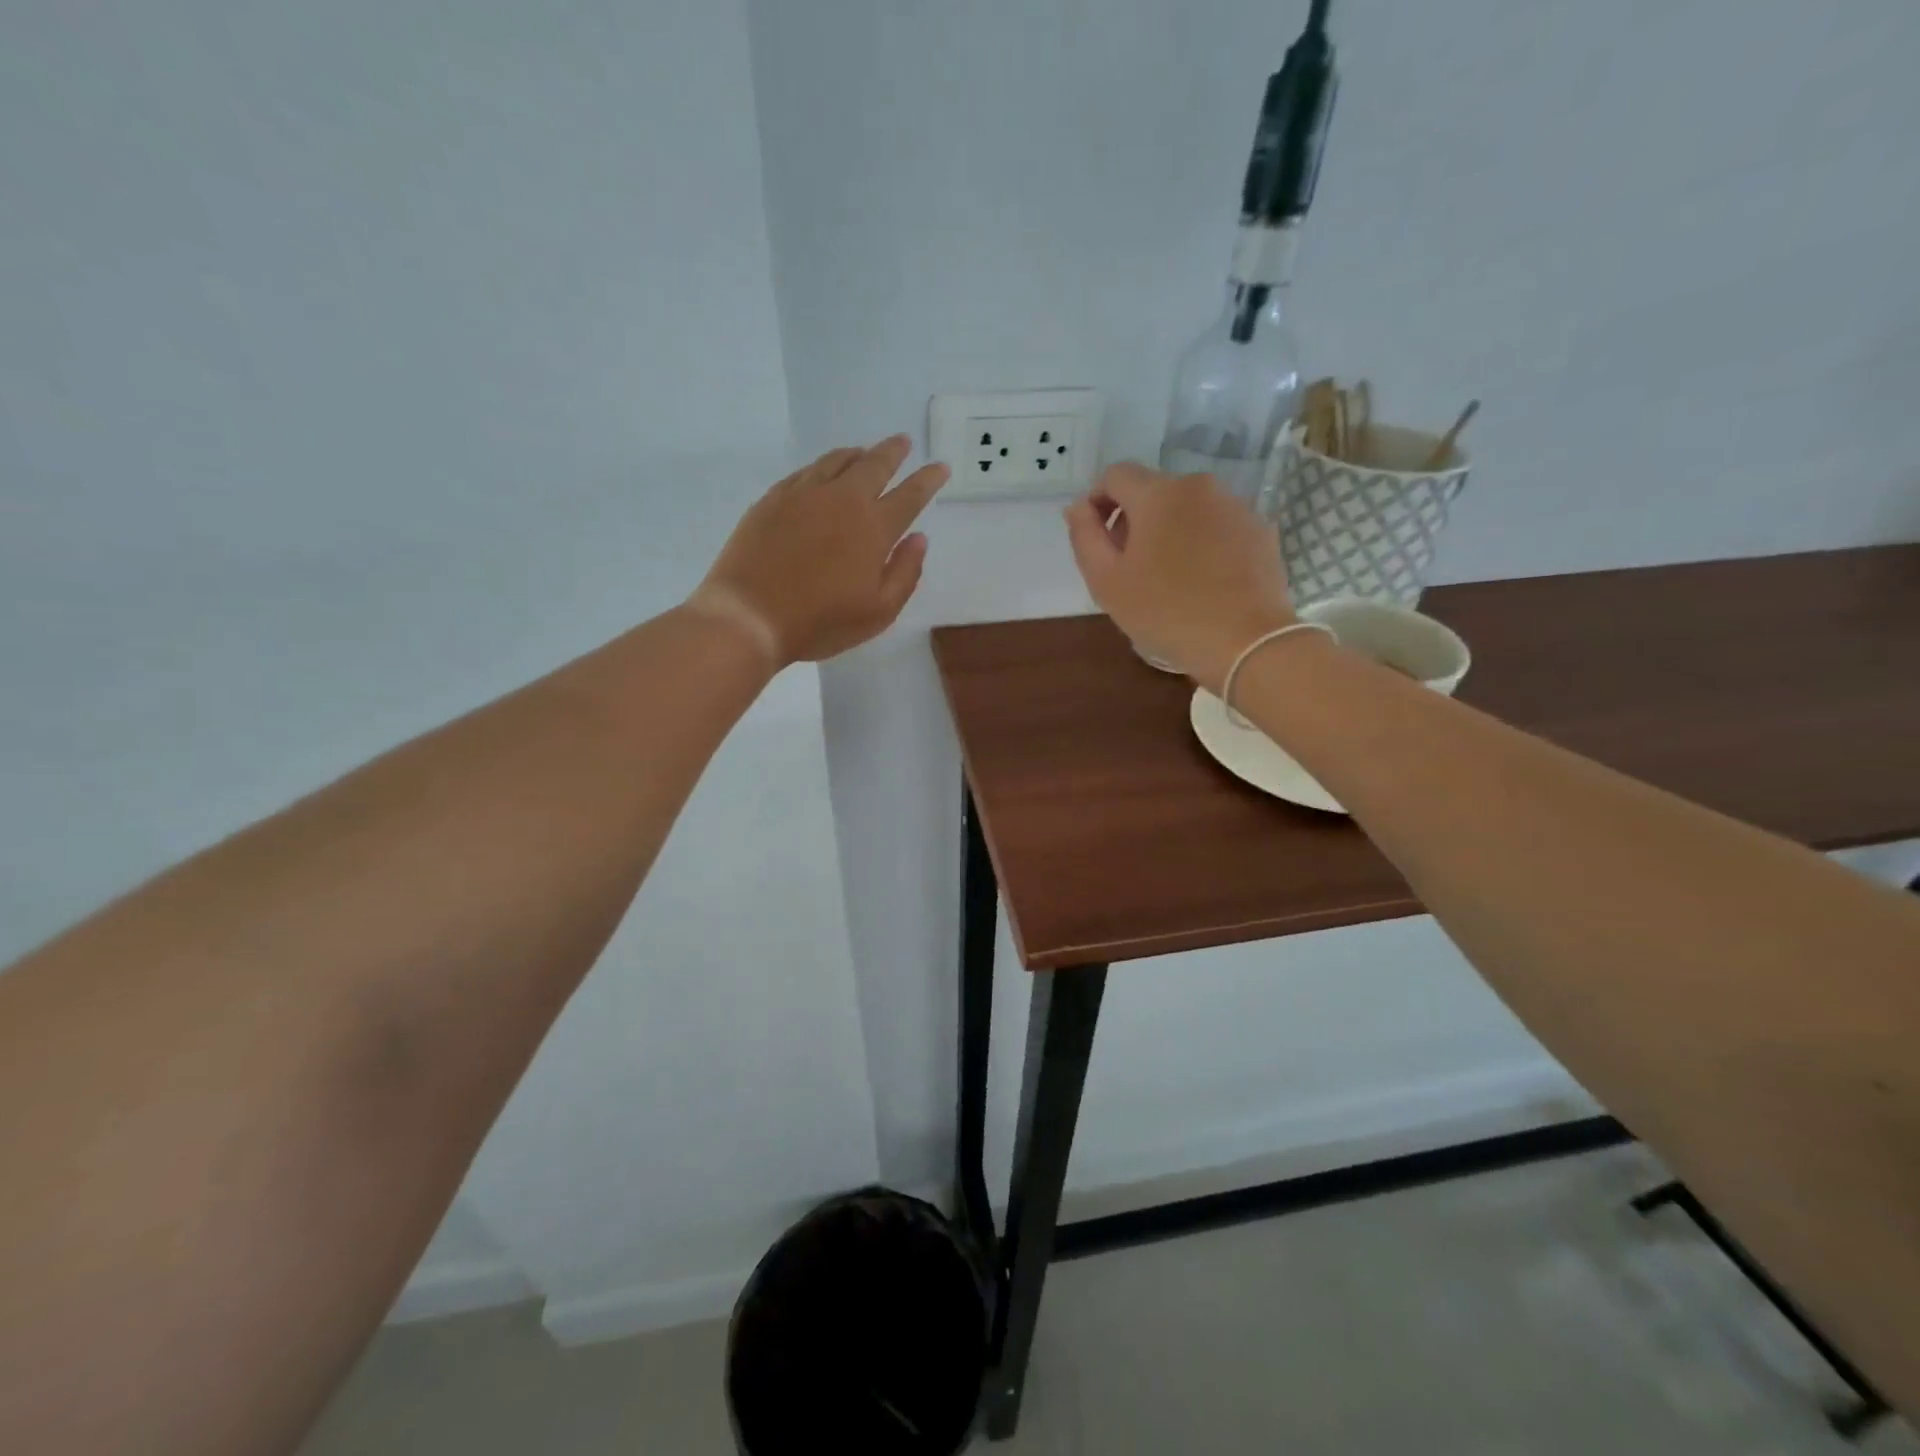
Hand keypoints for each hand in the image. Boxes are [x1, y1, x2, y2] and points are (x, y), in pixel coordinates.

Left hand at [690, 436, 948, 666]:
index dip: (928, 480)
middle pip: (874, 465)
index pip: (910, 496)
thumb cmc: (820, 622)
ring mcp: (804, 495)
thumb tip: (918, 539)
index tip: (940, 466)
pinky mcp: (773, 499)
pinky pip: (806, 471)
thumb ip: (905, 574)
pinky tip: (824, 470)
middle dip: (893, 452)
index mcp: (873, 528)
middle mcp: (842, 500)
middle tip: (903, 442)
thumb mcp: (877, 612)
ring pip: (837, 461)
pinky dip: (824, 465)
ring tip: (866, 451)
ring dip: (858, 454)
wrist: (749, 615)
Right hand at [1064, 463, 1295, 690]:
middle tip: (1130, 568)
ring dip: (1169, 531)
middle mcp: (1199, 486)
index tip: (1097, 540)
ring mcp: (1235, 506)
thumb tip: (1078, 506)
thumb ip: (1085, 536)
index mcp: (1158, 494)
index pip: (1115, 475)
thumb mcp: (1107, 581)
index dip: (1098, 501)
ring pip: (1187, 508)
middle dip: (1134, 520)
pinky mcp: (1260, 530)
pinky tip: (1202, 581)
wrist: (1246, 642)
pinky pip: (1217, 526)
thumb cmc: (1166, 612)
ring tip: (1168, 578)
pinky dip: (1202, 543)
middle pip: (1153, 491)